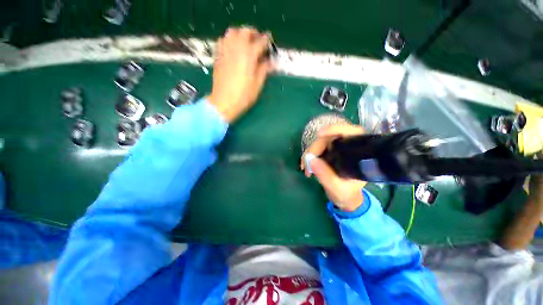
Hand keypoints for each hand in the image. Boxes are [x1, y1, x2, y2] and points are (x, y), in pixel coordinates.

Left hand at [208, 27, 271, 122]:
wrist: (223, 102)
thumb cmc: (243, 96)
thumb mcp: (257, 85)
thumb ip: (263, 70)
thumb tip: (270, 62)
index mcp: (249, 57)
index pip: (260, 42)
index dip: (266, 40)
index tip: (269, 41)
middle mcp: (236, 49)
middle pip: (245, 31)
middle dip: (253, 33)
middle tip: (257, 40)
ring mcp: (225, 51)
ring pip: (232, 32)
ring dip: (240, 34)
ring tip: (245, 42)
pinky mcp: (218, 56)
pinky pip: (222, 40)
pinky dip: (229, 39)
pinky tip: (232, 47)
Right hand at [300, 124, 367, 211]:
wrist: (344, 198)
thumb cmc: (346, 194)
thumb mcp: (337, 188)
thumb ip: (325, 175)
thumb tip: (311, 160)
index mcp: (358, 152)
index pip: (350, 132)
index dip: (335, 129)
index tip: (320, 134)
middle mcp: (348, 147)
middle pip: (329, 138)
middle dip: (315, 149)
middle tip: (306, 164)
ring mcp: (337, 149)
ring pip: (320, 143)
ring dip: (309, 154)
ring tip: (305, 169)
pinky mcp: (328, 152)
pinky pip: (316, 149)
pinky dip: (309, 156)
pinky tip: (306, 166)